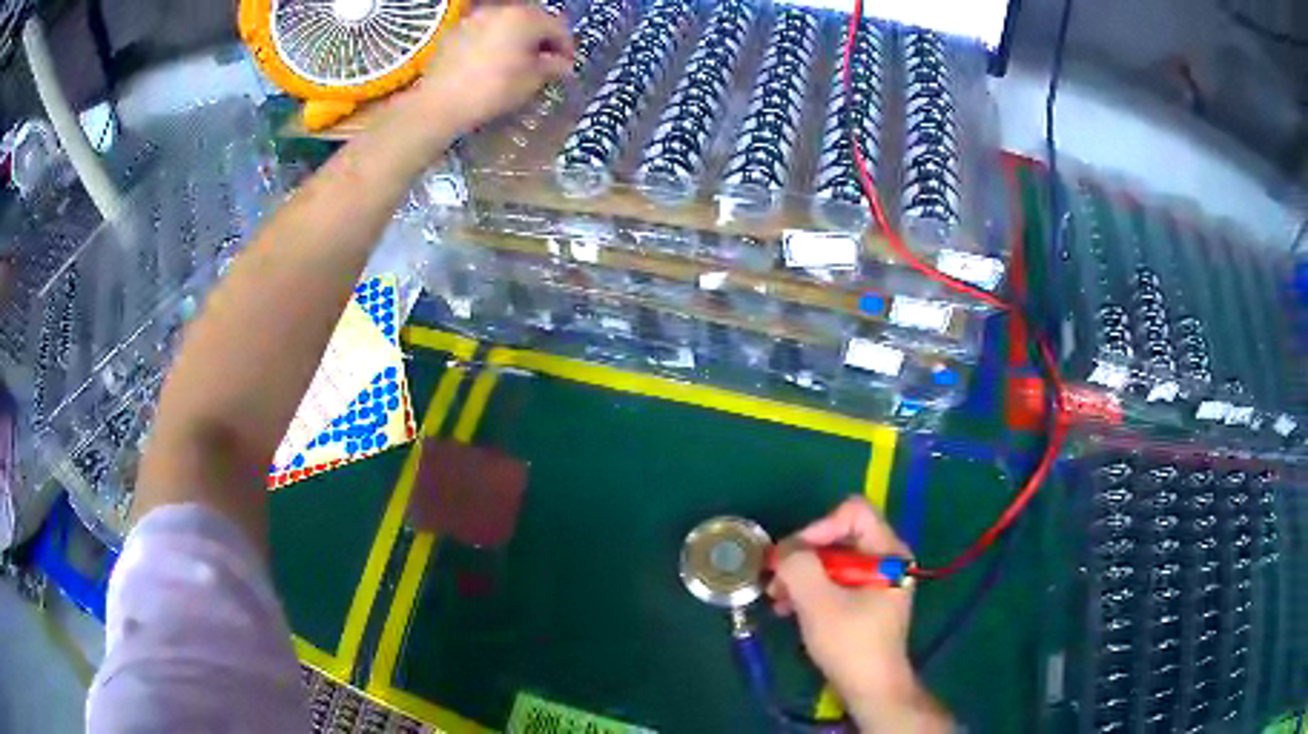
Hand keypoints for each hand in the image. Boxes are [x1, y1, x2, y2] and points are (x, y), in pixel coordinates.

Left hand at [406, 3, 573, 136]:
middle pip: (532, 18)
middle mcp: (501, 9)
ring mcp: (476, 17)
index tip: (566, 66)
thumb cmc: (492, 90)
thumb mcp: (530, 81)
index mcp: (525, 18)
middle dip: (542, 37)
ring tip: (518, 59)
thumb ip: (551, 66)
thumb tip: (562, 64)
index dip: (566, 47)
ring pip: (507, 22)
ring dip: (518, 36)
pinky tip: (493, 59)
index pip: (558, 27)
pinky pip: (485, 29)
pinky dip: (495, 39)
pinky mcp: (456, 30)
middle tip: (545, 60)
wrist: (440, 103)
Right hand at [769, 497, 950, 732]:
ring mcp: (876, 580)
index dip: (819, 527)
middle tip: (775, 580)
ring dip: (801, 576)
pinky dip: (810, 590)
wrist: (870, 688)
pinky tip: (788, 609)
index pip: (853, 513)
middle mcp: (886, 559)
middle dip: (803, 557)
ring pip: (832, 561)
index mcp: (888, 552)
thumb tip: (784, 551)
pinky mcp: (865, 600)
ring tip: (777, 599)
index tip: (793, 557)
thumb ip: (799, 566)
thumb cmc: (850, 643)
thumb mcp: (818, 602)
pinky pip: (834, 581)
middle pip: (839, 536)